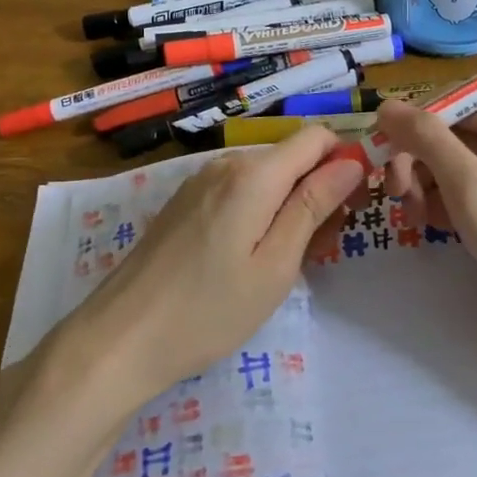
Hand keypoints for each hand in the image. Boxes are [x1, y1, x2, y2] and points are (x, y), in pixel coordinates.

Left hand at [64, 128, 365, 404]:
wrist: (120, 339)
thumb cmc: (209, 310)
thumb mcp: (275, 264)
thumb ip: (313, 205)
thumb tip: (352, 160)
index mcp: (254, 174)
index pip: (316, 138)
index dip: (345, 160)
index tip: (355, 205)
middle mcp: (227, 164)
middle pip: (292, 157)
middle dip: (319, 190)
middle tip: (324, 248)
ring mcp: (201, 182)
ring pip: (267, 176)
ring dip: (291, 205)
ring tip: (289, 261)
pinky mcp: (186, 202)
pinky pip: (240, 191)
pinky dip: (261, 212)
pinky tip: (252, 257)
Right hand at [375, 98, 476, 390]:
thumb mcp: (471, 185)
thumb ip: (427, 140)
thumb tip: (387, 106)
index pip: (456, 105)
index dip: (416, 124)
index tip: (382, 152)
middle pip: (453, 138)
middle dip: (419, 161)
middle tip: (397, 195)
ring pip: (454, 170)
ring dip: (426, 187)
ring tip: (414, 219)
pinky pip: (466, 199)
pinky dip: (443, 208)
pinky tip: (431, 229)